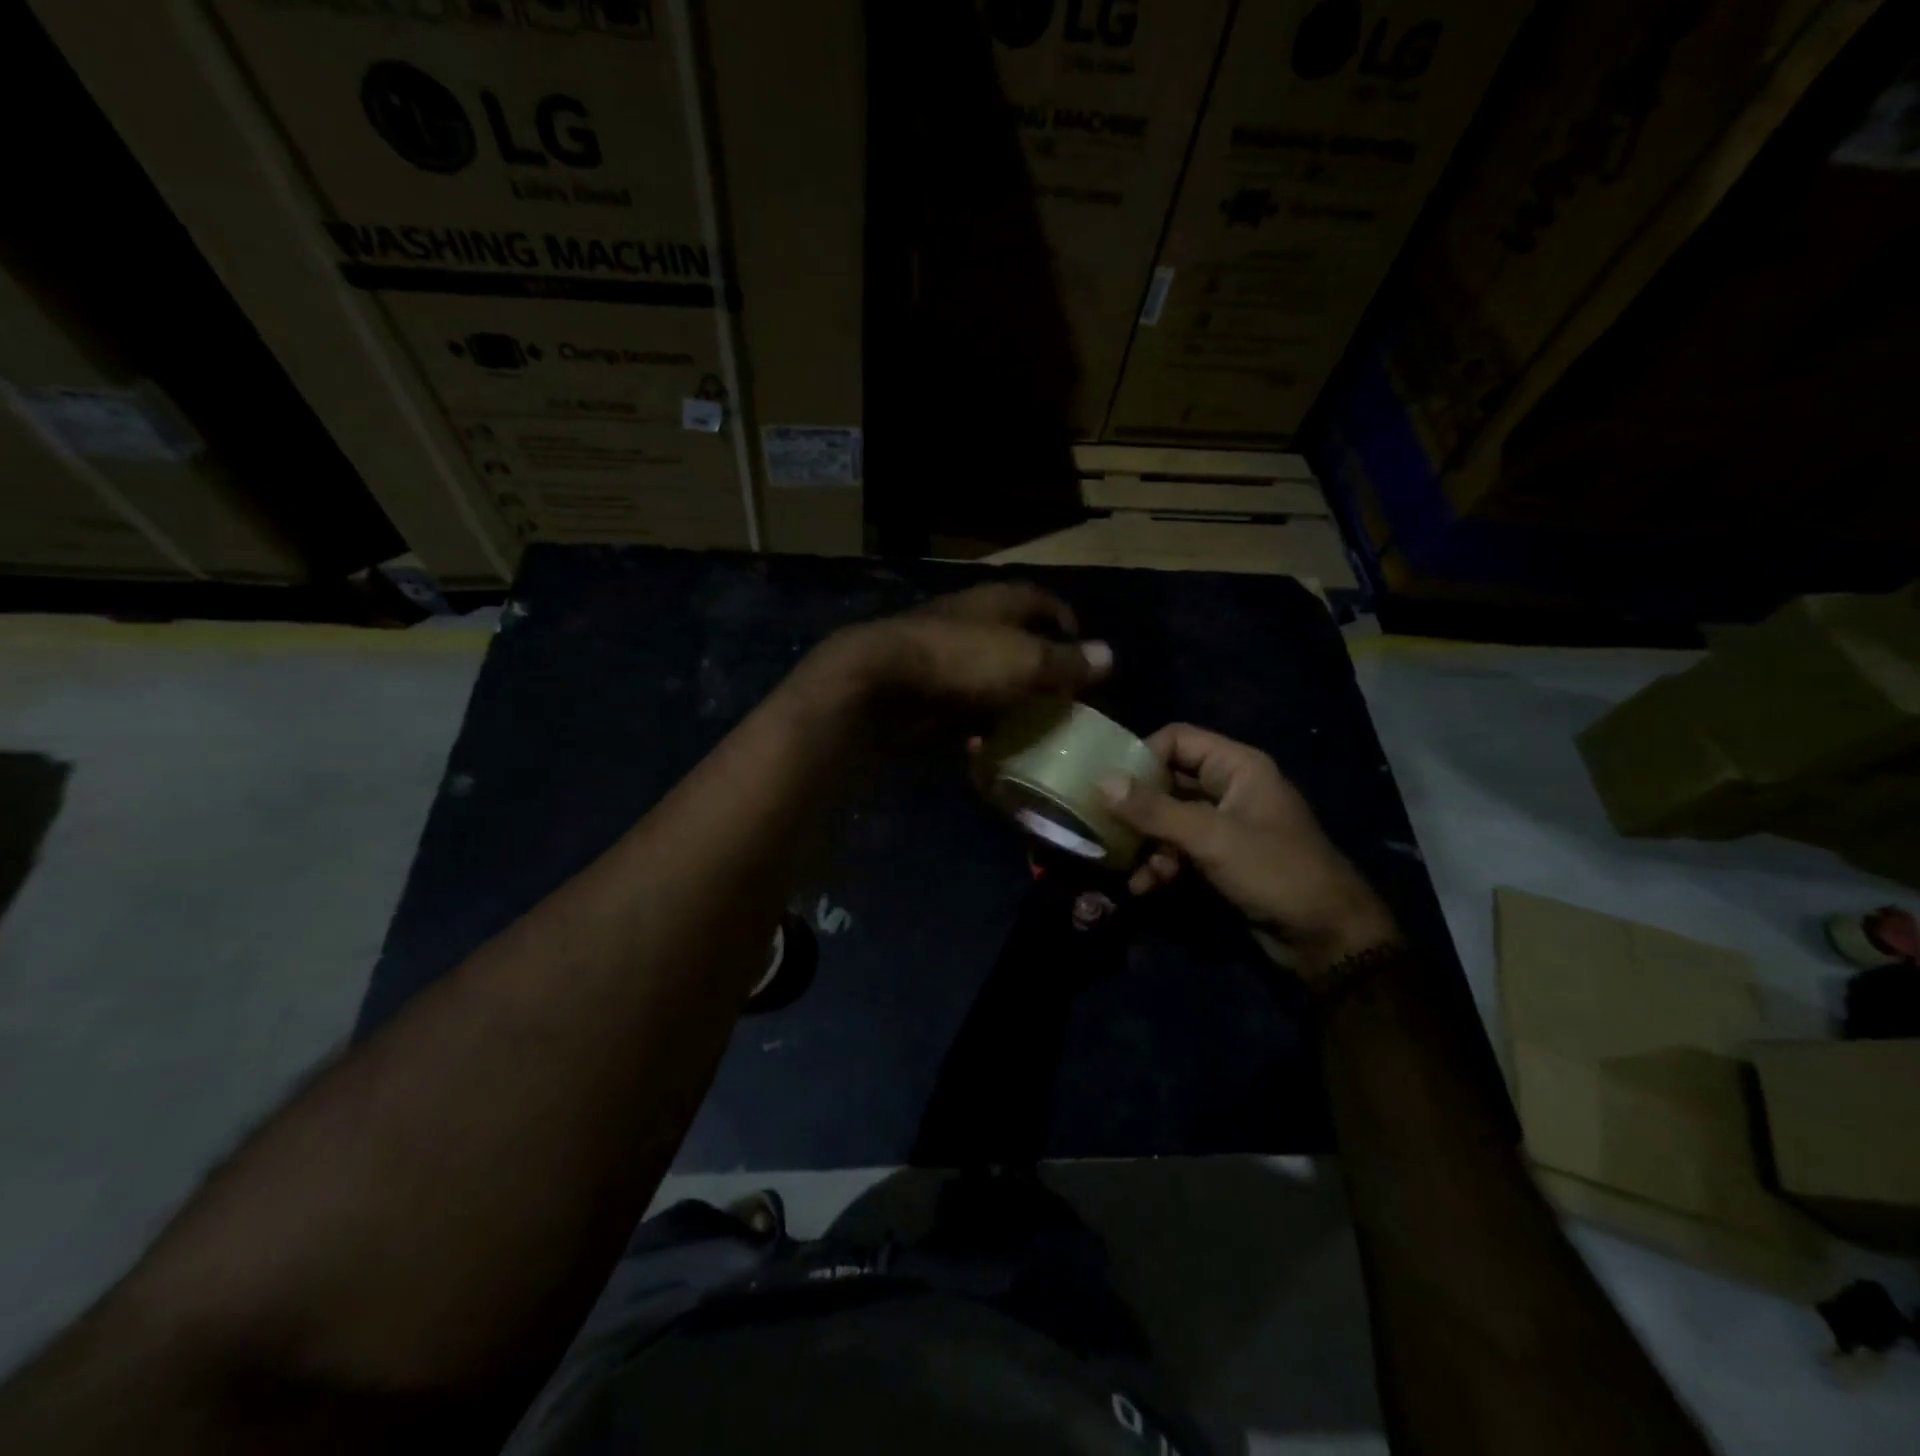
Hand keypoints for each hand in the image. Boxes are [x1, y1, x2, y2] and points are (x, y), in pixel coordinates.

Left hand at [816, 582, 1110, 712]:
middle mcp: (970, 621)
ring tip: (1032, 724)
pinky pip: (960, 702)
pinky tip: (986, 741)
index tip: (1082, 647)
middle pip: (1013, 637)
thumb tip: (1109, 655)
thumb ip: (1067, 661)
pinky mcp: (922, 688)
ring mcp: (941, 654)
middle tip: (1062, 695)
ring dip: (1008, 695)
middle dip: (1038, 664)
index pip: (1039, 600)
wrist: (880, 684)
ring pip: (986, 672)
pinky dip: (976, 718)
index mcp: (996, 602)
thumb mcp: (1026, 661)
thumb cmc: (962, 662)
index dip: (1064, 619)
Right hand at [1101, 724, 1398, 982]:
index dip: (1141, 755)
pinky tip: (1142, 886)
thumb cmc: (1274, 872)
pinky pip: (1180, 849)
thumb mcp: (1210, 838)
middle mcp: (1229, 788)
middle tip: (1100, 822)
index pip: (1176, 740)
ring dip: (1145, 841)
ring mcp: (1225, 825)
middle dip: (1136, 805)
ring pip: (1169, 819)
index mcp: (1236, 767)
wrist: (1326, 938)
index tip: (1107, 782)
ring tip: (1120, 863)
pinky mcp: (1221, 859)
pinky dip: (1160, 864)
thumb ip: (1154, 810)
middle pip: (1168, 780)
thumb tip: (1101, 781)